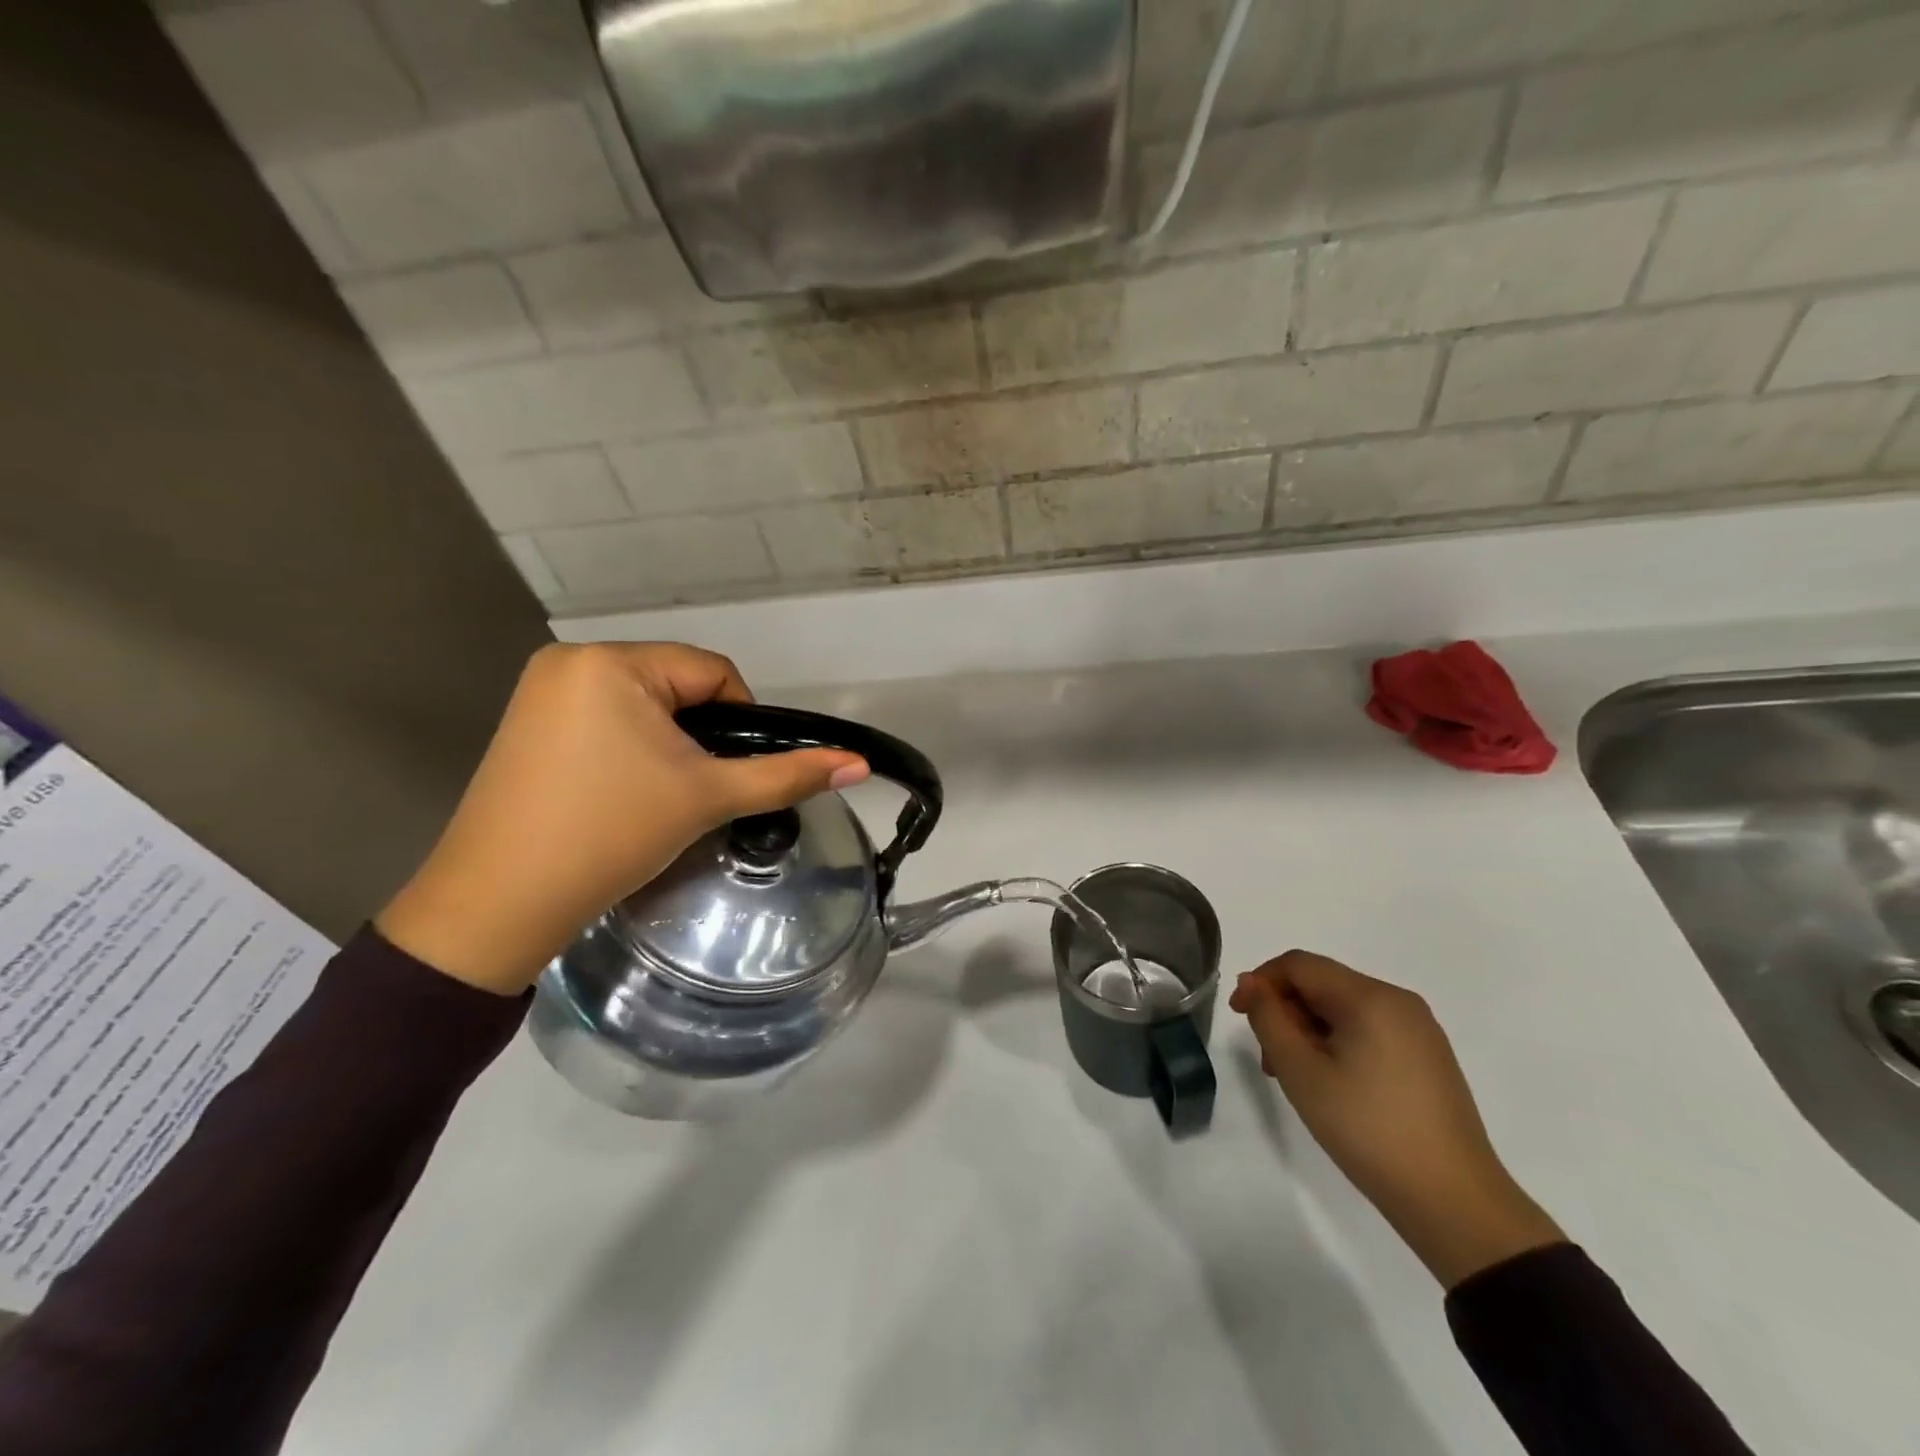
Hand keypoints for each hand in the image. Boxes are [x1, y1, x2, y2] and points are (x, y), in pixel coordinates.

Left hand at [376, 643, 868, 995]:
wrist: (497, 905)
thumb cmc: (610, 835)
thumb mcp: (708, 798)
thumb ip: (788, 776)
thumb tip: (860, 764)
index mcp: (611, 662)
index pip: (714, 673)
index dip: (741, 722)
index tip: (730, 775)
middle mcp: (571, 660)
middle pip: (677, 686)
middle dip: (700, 736)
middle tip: (697, 792)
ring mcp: (541, 691)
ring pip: (643, 705)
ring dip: (668, 744)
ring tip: (661, 797)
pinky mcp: (525, 724)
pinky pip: (604, 719)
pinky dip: (629, 749)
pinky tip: (622, 793)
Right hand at [1230, 951, 1563, 1286]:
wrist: (1454, 1202)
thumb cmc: (1367, 1129)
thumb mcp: (1301, 1071)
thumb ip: (1268, 1018)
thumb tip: (1250, 983)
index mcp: (1370, 997)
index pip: (1299, 964)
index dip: (1261, 982)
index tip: (1239, 1017)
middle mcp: (1398, 1001)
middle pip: (1322, 984)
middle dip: (1286, 1011)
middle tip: (1269, 1060)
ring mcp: (1419, 1030)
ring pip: (1344, 1009)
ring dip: (1309, 1030)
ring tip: (1296, 1078)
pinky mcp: (1428, 1057)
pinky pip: (1369, 1030)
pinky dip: (1338, 1044)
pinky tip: (1332, 1084)